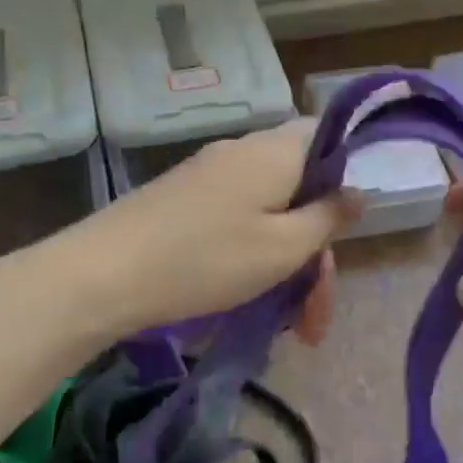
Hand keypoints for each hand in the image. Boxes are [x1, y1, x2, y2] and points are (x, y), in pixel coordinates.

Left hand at [39, 120, 362, 342]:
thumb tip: (358, 191)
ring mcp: (209, 173)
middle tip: (315, 318)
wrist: (103, 273)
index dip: (346, 178)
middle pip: (300, 188)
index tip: (345, 232)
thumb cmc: (206, 259)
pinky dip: (253, 254)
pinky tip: (249, 297)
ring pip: (269, 211)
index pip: (328, 138)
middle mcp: (243, 151)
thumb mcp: (282, 248)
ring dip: (286, 263)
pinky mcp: (183, 197)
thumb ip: (328, 217)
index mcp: (275, 151)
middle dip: (316, 251)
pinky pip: (236, 217)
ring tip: (287, 325)